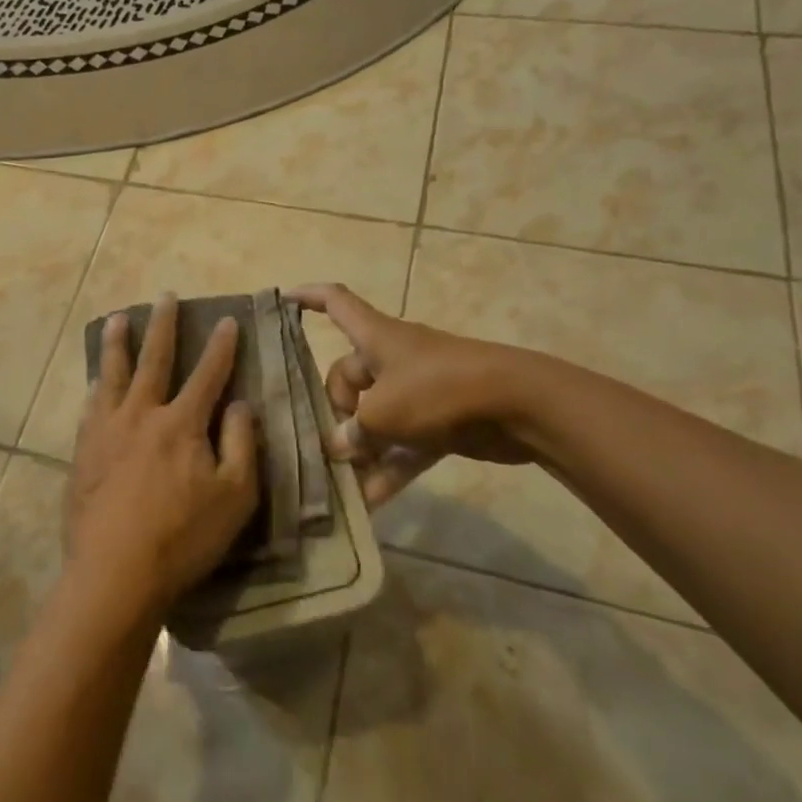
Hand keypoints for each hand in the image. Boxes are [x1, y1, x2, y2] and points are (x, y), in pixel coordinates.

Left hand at [65, 294, 259, 617]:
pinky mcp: (82, 452)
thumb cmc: (183, 538)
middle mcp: (141, 415)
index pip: (207, 375)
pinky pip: (89, 408)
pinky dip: (95, 388)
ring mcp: (106, 431)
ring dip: (117, 344)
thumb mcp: (234, 497)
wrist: (115, 572)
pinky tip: (93, 382)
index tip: (227, 319)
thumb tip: (240, 404)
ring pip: (112, 375)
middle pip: (154, 360)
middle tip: (165, 297)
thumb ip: (240, 445)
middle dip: (163, 326)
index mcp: (181, 424)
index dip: (220, 347)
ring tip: (117, 320)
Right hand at [289, 283, 533, 506]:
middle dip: (337, 409)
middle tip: (335, 442)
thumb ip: (354, 431)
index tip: (283, 299)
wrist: (518, 405)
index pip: (336, 303)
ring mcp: (418, 390)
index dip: (308, 298)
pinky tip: (370, 503)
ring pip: (376, 416)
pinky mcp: (439, 421)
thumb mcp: (384, 412)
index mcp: (376, 338)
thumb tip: (340, 446)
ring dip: (361, 447)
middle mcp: (393, 359)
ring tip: (342, 481)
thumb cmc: (439, 390)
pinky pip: (403, 444)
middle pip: (348, 376)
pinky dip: (389, 468)